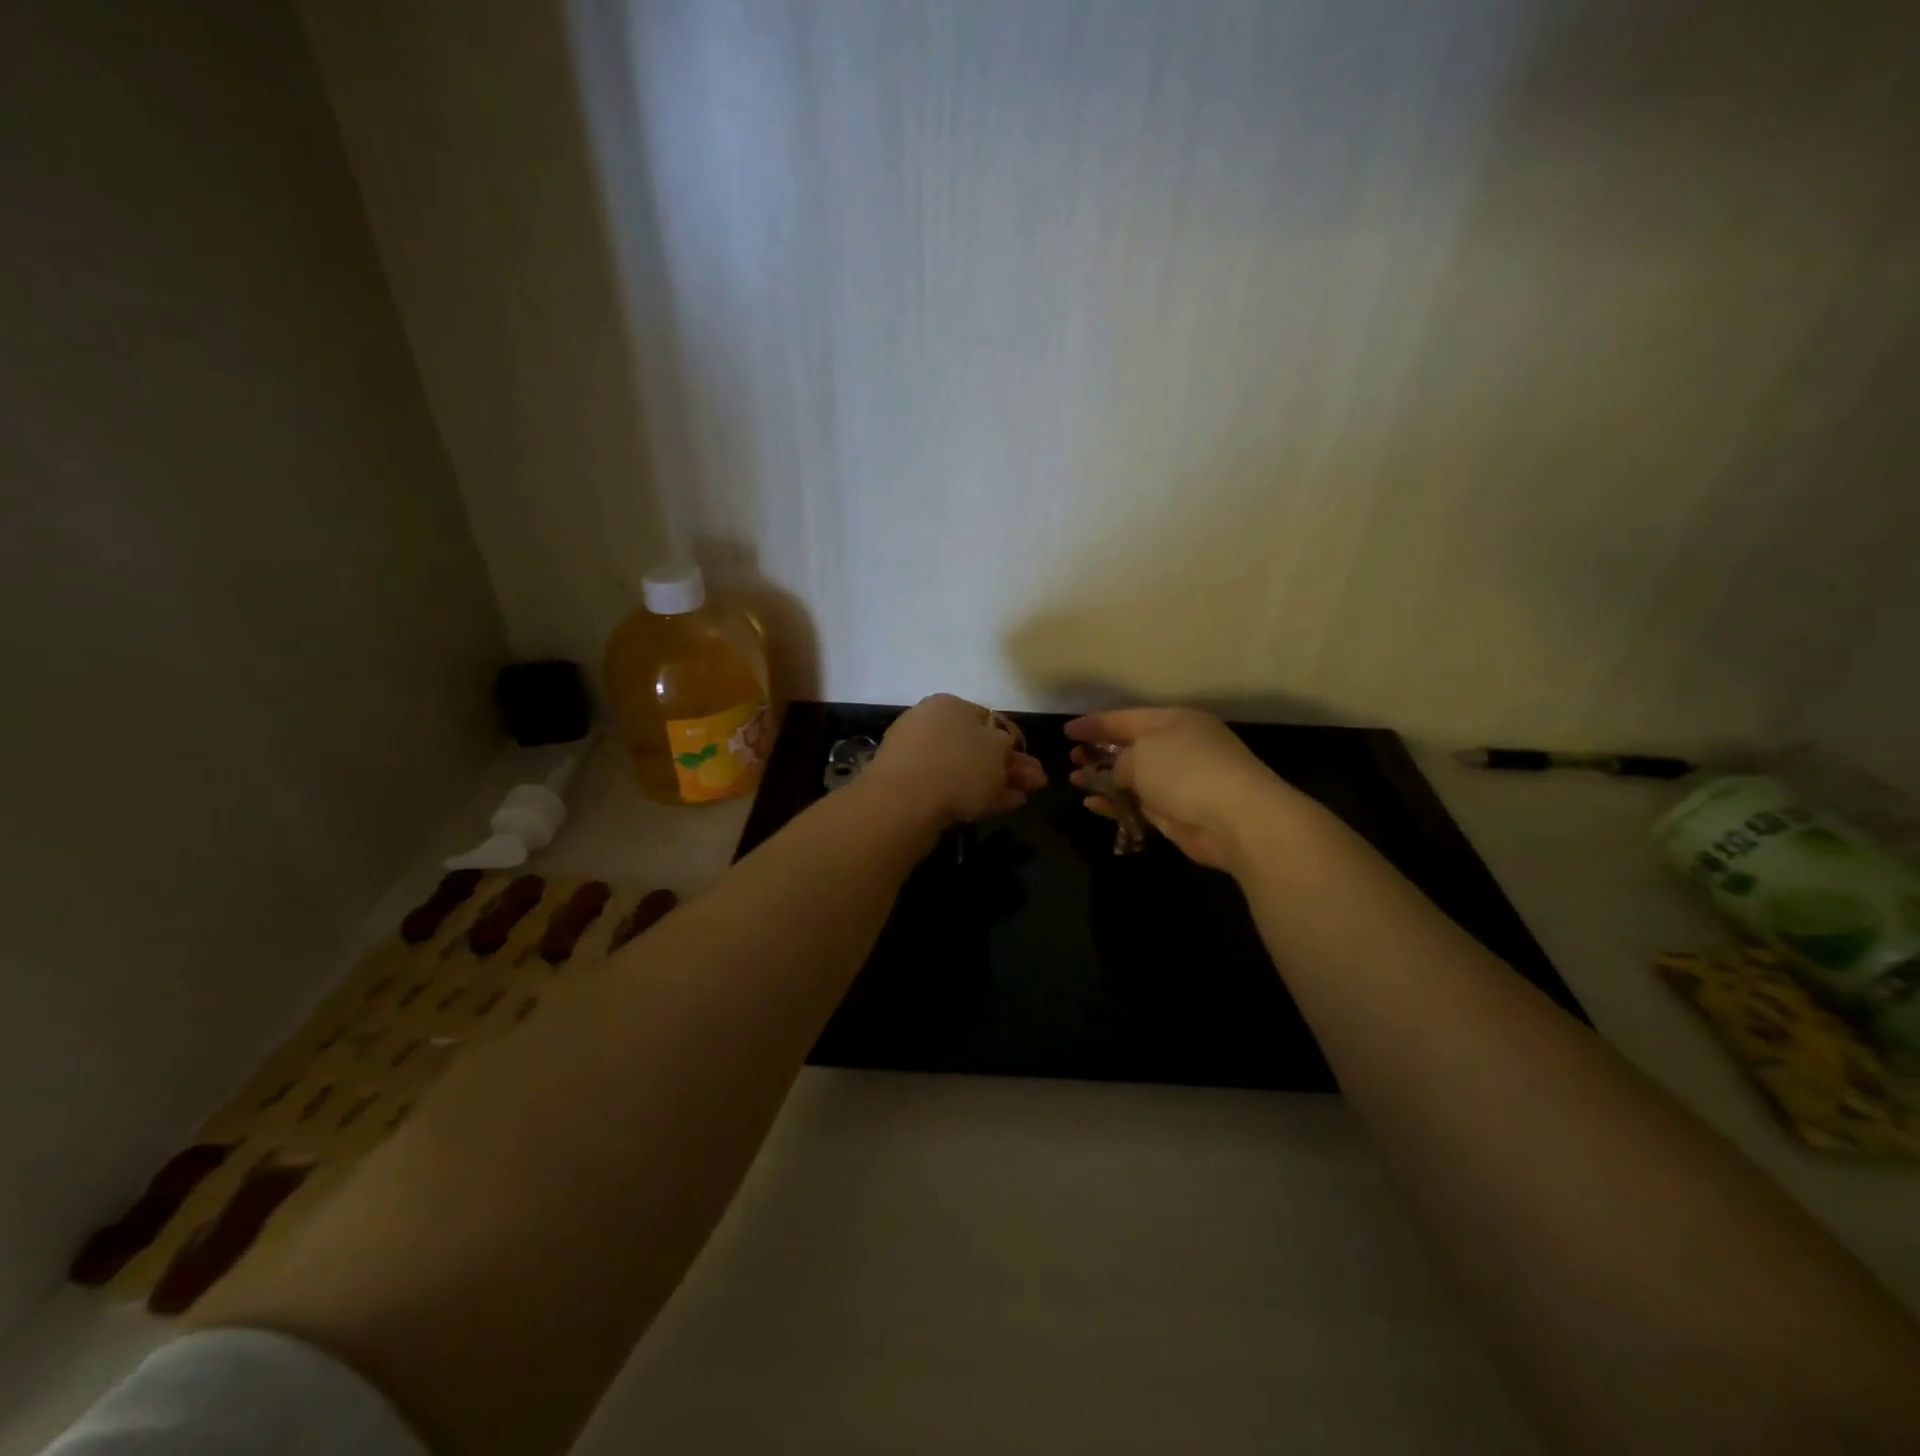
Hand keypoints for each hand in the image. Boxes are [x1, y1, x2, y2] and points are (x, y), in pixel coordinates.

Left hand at [865, 694, 1047, 827]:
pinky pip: (951, 787)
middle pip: (978, 745)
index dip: (1013, 740)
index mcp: (950, 705)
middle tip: (1034, 783)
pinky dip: (977, 795)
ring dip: (996, 782)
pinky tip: (1001, 806)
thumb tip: (1004, 743)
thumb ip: (1006, 744)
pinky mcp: (910, 787)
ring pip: (966, 768)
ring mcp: (918, 757)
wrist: (904, 803)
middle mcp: (931, 725)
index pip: (989, 718)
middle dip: (1008, 764)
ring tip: (1022, 798)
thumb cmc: (957, 766)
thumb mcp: (996, 750)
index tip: (1030, 760)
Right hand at [1065, 707, 1297, 870]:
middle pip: (1129, 746)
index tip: (1067, 731)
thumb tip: (1119, 774)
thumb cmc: (1186, 771)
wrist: (1236, 818)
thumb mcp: (1143, 753)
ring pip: (1132, 777)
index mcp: (1173, 721)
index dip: (1094, 723)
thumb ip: (1121, 760)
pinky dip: (1115, 803)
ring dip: (1103, 779)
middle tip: (1072, 758)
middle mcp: (1177, 747)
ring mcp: (1178, 781)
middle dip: (1099, 751)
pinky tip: (1092, 804)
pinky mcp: (1176, 813)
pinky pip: (1138, 803)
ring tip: (1075, 780)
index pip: (1125, 718)